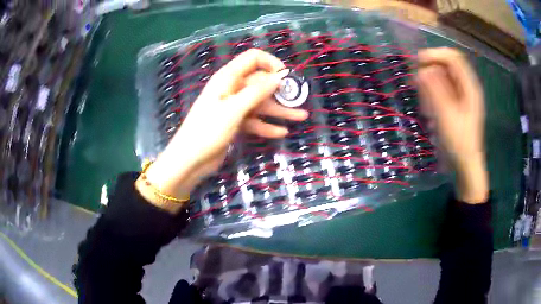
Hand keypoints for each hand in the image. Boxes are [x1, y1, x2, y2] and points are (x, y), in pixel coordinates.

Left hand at [144, 49, 308, 211]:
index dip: (271, 63)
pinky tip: (281, 132)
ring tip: (301, 117)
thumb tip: (279, 77)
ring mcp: (234, 107)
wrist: (190, 160)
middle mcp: (232, 89)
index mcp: (228, 78)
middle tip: (300, 100)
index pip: (253, 59)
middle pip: (260, 83)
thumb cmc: (208, 130)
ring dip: (279, 110)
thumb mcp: (234, 109)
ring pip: (260, 103)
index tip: (287, 77)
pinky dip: (267, 125)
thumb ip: (257, 92)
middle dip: (281, 91)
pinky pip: (255, 120)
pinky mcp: (235, 123)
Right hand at [416, 48, 487, 202]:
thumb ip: (435, 90)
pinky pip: (444, 89)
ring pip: (444, 77)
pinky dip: (434, 93)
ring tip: (424, 99)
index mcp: (469, 87)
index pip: (453, 57)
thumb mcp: (446, 116)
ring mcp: (463, 96)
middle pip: (448, 65)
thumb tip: (423, 69)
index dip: (435, 54)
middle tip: (418, 81)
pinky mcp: (458, 105)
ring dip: (431, 82)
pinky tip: (429, 106)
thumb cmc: (459, 143)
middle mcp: (467, 87)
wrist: (466, 166)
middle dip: (431, 68)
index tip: (418, 62)